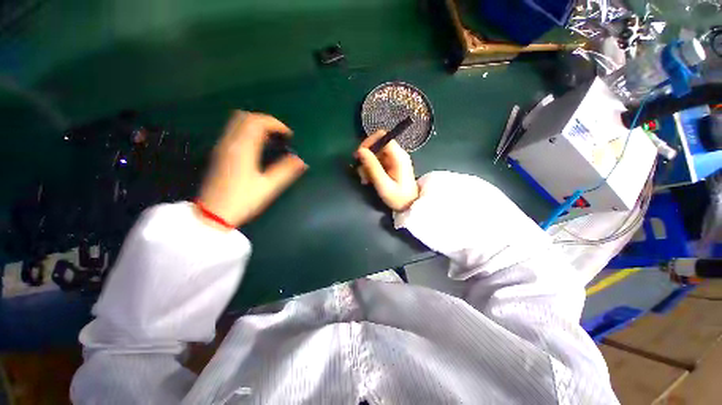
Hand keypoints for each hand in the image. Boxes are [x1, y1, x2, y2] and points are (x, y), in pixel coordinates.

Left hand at [197, 112, 306, 229]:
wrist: (214, 213)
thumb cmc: (242, 200)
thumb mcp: (268, 187)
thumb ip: (286, 171)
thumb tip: (301, 160)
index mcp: (242, 149)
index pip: (257, 122)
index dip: (275, 124)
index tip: (289, 135)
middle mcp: (230, 143)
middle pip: (245, 117)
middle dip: (265, 121)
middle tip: (280, 134)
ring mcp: (222, 147)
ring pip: (237, 122)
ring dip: (256, 124)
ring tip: (271, 138)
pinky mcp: (220, 153)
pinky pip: (234, 131)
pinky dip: (248, 131)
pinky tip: (258, 146)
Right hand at [356, 131, 418, 210]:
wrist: (411, 206)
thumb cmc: (399, 197)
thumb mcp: (384, 184)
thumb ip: (372, 167)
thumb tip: (360, 151)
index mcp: (398, 156)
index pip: (382, 136)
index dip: (369, 142)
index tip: (359, 154)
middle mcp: (397, 154)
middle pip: (377, 146)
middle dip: (366, 157)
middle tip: (361, 172)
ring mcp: (394, 160)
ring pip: (375, 155)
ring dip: (367, 166)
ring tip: (365, 180)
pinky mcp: (391, 166)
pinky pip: (377, 162)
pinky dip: (371, 169)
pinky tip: (369, 180)